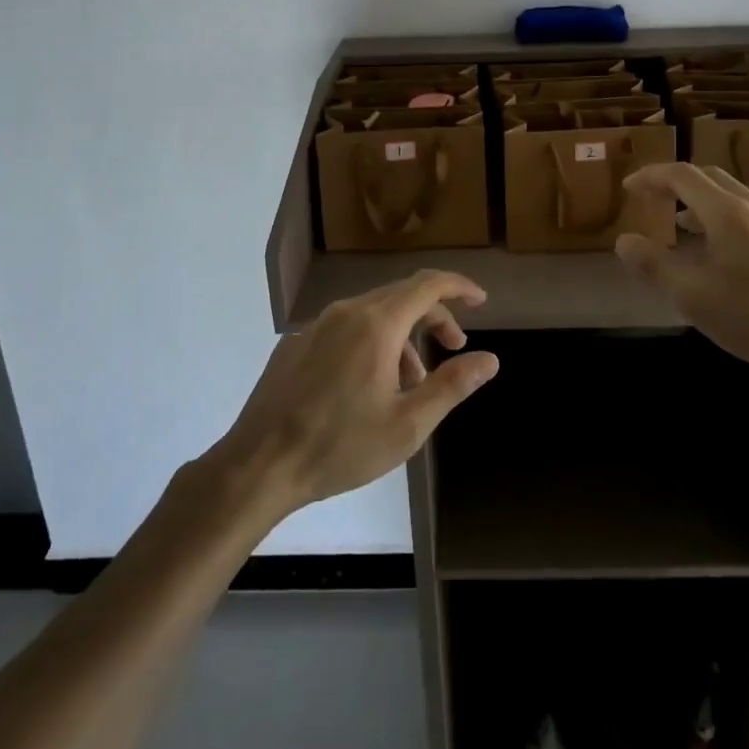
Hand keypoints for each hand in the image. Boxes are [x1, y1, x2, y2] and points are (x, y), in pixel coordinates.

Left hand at [217, 270, 498, 513]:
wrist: (258, 464)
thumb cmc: (340, 446)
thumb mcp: (407, 425)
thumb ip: (452, 385)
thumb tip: (490, 359)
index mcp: (377, 323)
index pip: (428, 284)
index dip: (459, 287)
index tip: (481, 301)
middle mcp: (347, 311)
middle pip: (402, 296)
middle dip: (434, 316)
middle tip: (454, 348)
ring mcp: (317, 325)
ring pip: (373, 313)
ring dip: (402, 336)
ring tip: (410, 384)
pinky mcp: (296, 343)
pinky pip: (345, 329)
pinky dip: (371, 343)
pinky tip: (367, 387)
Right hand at [614, 163, 748, 388]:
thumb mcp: (694, 296)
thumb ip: (654, 265)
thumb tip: (624, 241)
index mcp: (726, 212)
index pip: (681, 175)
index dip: (650, 176)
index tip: (628, 188)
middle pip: (707, 176)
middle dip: (673, 182)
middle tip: (649, 199)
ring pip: (729, 194)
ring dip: (697, 199)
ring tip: (676, 223)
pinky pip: (745, 212)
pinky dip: (718, 215)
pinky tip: (715, 249)